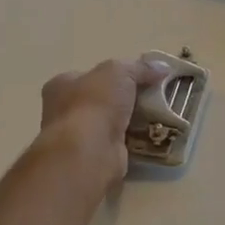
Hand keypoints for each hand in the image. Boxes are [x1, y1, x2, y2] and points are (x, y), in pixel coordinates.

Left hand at [36, 56, 169, 180]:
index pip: (90, 76)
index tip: (142, 78)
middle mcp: (64, 111)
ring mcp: (78, 137)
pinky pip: (121, 144)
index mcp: (61, 86)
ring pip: (112, 123)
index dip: (116, 75)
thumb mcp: (120, 72)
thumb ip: (140, 68)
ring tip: (160, 116)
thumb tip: (163, 67)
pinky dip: (136, 141)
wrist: (89, 152)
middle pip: (102, 100)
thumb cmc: (95, 104)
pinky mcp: (94, 157)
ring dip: (133, 121)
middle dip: (127, 100)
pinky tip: (154, 136)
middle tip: (155, 98)